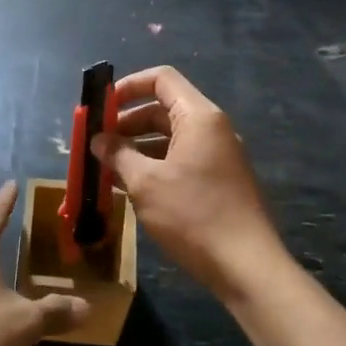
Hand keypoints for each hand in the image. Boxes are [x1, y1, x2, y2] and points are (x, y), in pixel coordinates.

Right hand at [91, 66, 286, 299]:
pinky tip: (133, 186)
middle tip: (98, 143)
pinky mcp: (220, 180)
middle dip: (127, 122)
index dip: (128, 86)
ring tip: (107, 167)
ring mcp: (219, 155)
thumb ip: (119, 155)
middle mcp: (213, 129)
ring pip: (171, 137)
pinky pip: (182, 159)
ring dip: (138, 147)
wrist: (247, 267)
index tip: (101, 106)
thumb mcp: (146, 184)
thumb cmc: (193, 216)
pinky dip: (155, 164)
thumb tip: (99, 140)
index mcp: (199, 117)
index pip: (162, 79)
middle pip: (164, 108)